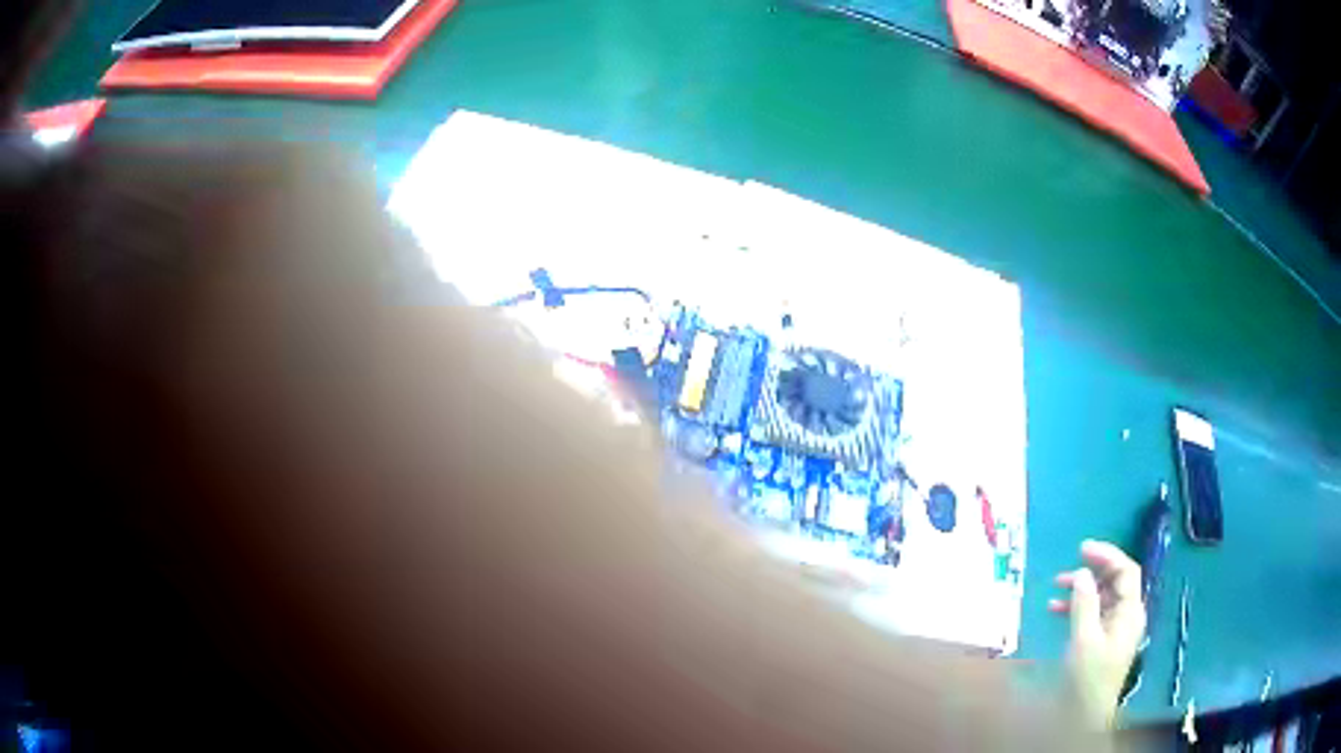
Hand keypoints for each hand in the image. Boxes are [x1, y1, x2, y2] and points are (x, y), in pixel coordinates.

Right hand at [1049, 539, 1146, 728]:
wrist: (1085, 714)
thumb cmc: (1088, 677)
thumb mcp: (1084, 640)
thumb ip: (1085, 604)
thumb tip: (1082, 573)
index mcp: (1130, 612)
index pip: (1126, 571)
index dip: (1107, 555)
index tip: (1083, 549)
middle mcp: (1127, 615)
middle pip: (1115, 582)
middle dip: (1092, 571)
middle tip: (1068, 564)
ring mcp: (1116, 628)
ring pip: (1102, 597)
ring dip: (1081, 589)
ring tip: (1056, 585)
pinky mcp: (1104, 640)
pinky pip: (1094, 614)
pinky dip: (1077, 608)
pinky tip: (1056, 609)